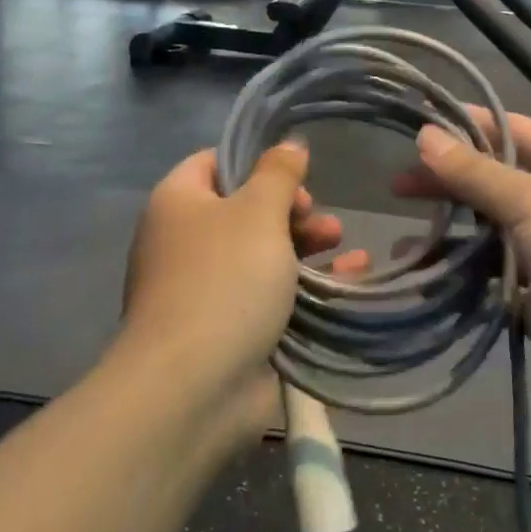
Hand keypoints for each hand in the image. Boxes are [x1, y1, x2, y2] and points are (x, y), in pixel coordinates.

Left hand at [121, 143, 364, 441]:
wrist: (195, 387)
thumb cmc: (224, 280)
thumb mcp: (258, 211)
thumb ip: (278, 173)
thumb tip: (288, 144)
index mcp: (178, 204)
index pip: (213, 163)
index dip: (254, 161)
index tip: (295, 172)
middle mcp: (186, 242)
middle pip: (245, 209)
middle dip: (292, 208)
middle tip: (319, 216)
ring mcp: (207, 289)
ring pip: (264, 253)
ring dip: (306, 243)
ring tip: (341, 242)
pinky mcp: (232, 329)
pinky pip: (274, 294)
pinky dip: (310, 283)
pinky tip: (352, 274)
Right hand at [396, 114, 530, 453]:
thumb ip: (479, 174)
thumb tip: (425, 134)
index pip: (519, 133)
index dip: (471, 125)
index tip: (418, 122)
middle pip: (500, 186)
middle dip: (452, 184)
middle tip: (397, 186)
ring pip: (492, 239)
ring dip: (451, 237)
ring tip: (403, 241)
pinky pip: (493, 286)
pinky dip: (461, 282)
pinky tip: (425, 279)